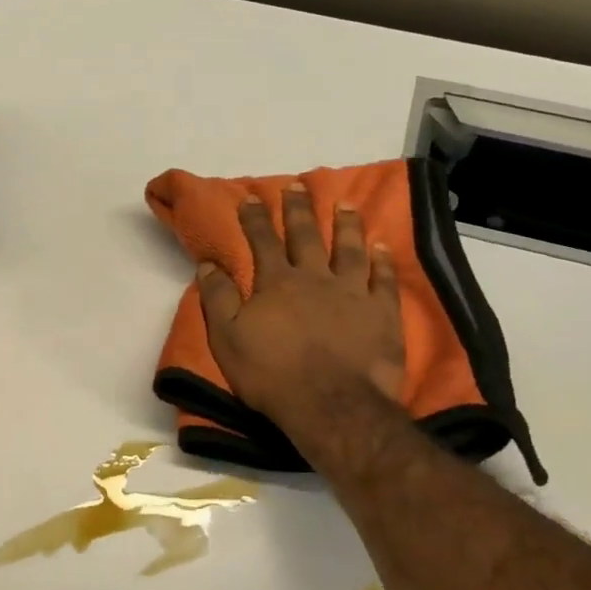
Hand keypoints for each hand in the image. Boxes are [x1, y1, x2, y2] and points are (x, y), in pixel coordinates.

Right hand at [196, 183, 403, 434]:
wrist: (330, 404)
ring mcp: (353, 292)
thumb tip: (207, 264)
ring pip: (349, 249)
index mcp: (276, 283)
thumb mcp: (228, 338)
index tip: (251, 196)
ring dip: (346, 225)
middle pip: (305, 236)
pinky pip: (383, 279)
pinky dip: (383, 261)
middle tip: (298, 184)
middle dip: (298, 209)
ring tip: (346, 204)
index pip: (261, 241)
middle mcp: (315, 277)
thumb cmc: (271, 374)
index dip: (255, 218)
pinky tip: (383, 246)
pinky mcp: (382, 313)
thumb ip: (218, 298)